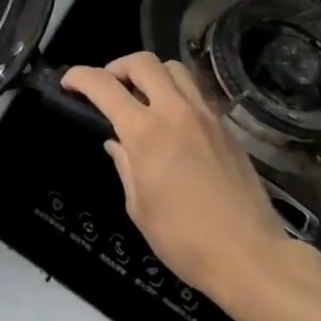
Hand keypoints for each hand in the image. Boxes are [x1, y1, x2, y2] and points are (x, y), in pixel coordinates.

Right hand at [62, 53, 294, 306]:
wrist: (251, 258)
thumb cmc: (184, 239)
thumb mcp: (139, 206)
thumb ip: (125, 166)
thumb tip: (118, 145)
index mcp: (146, 132)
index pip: (104, 85)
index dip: (80, 77)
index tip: (69, 83)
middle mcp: (176, 113)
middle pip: (143, 62)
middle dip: (118, 66)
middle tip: (109, 87)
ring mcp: (207, 117)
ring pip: (175, 69)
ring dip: (152, 74)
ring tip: (142, 97)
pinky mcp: (228, 130)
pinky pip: (197, 94)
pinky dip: (177, 95)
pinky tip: (173, 122)